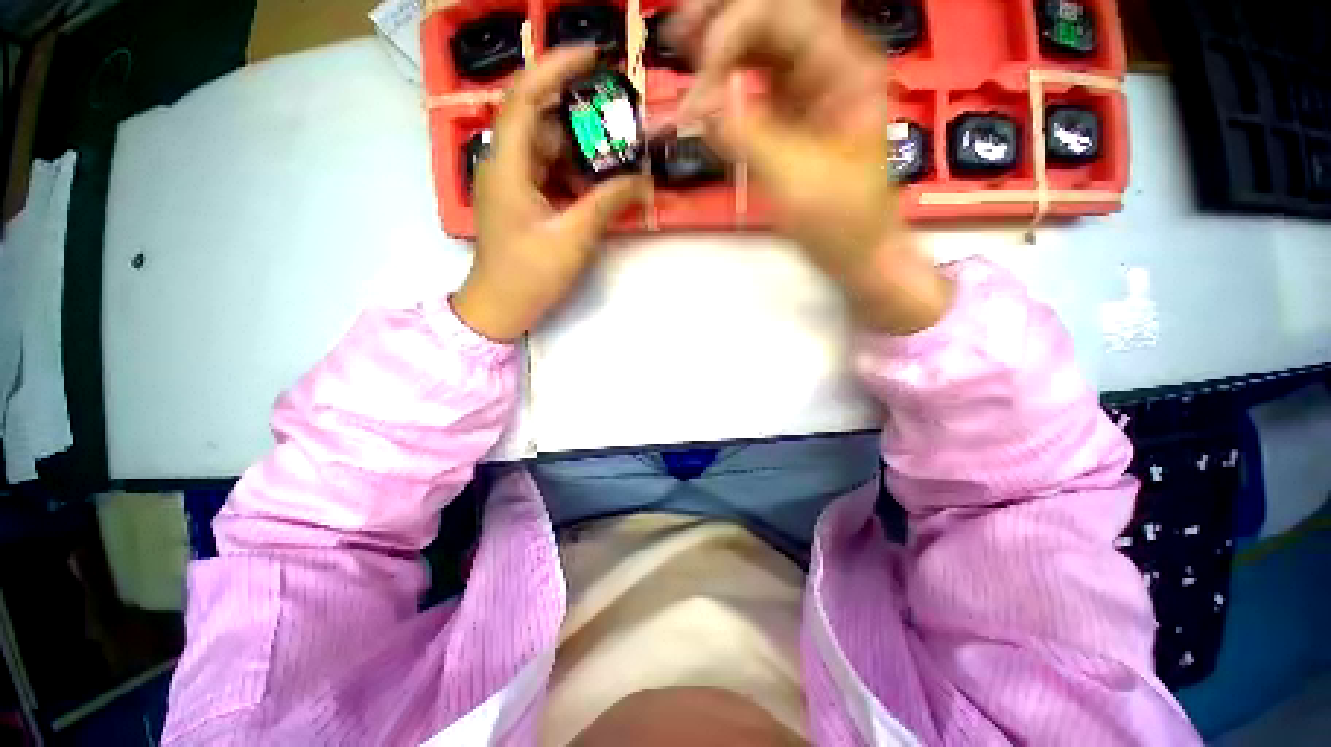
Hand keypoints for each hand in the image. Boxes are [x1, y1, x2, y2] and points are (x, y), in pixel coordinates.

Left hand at [452, 47, 648, 342]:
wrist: (501, 307)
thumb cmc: (530, 275)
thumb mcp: (573, 239)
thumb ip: (607, 204)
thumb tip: (643, 182)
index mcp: (507, 166)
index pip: (526, 97)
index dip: (556, 68)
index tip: (593, 56)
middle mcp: (504, 163)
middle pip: (541, 121)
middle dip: (580, 115)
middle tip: (620, 119)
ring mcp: (511, 182)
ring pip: (547, 148)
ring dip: (581, 150)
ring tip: (616, 154)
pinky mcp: (520, 199)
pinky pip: (548, 172)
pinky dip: (573, 173)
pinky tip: (598, 184)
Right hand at [670, 0, 951, 334]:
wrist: (857, 253)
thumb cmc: (842, 222)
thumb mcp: (798, 180)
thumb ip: (750, 136)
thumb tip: (700, 105)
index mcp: (844, 69)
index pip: (782, 17)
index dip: (732, 37)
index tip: (699, 92)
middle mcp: (825, 67)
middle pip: (771, 15)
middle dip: (723, 20)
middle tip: (680, 31)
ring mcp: (805, 90)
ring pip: (757, 44)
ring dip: (718, 45)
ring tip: (681, 48)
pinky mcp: (787, 117)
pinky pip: (751, 85)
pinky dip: (723, 85)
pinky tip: (701, 92)